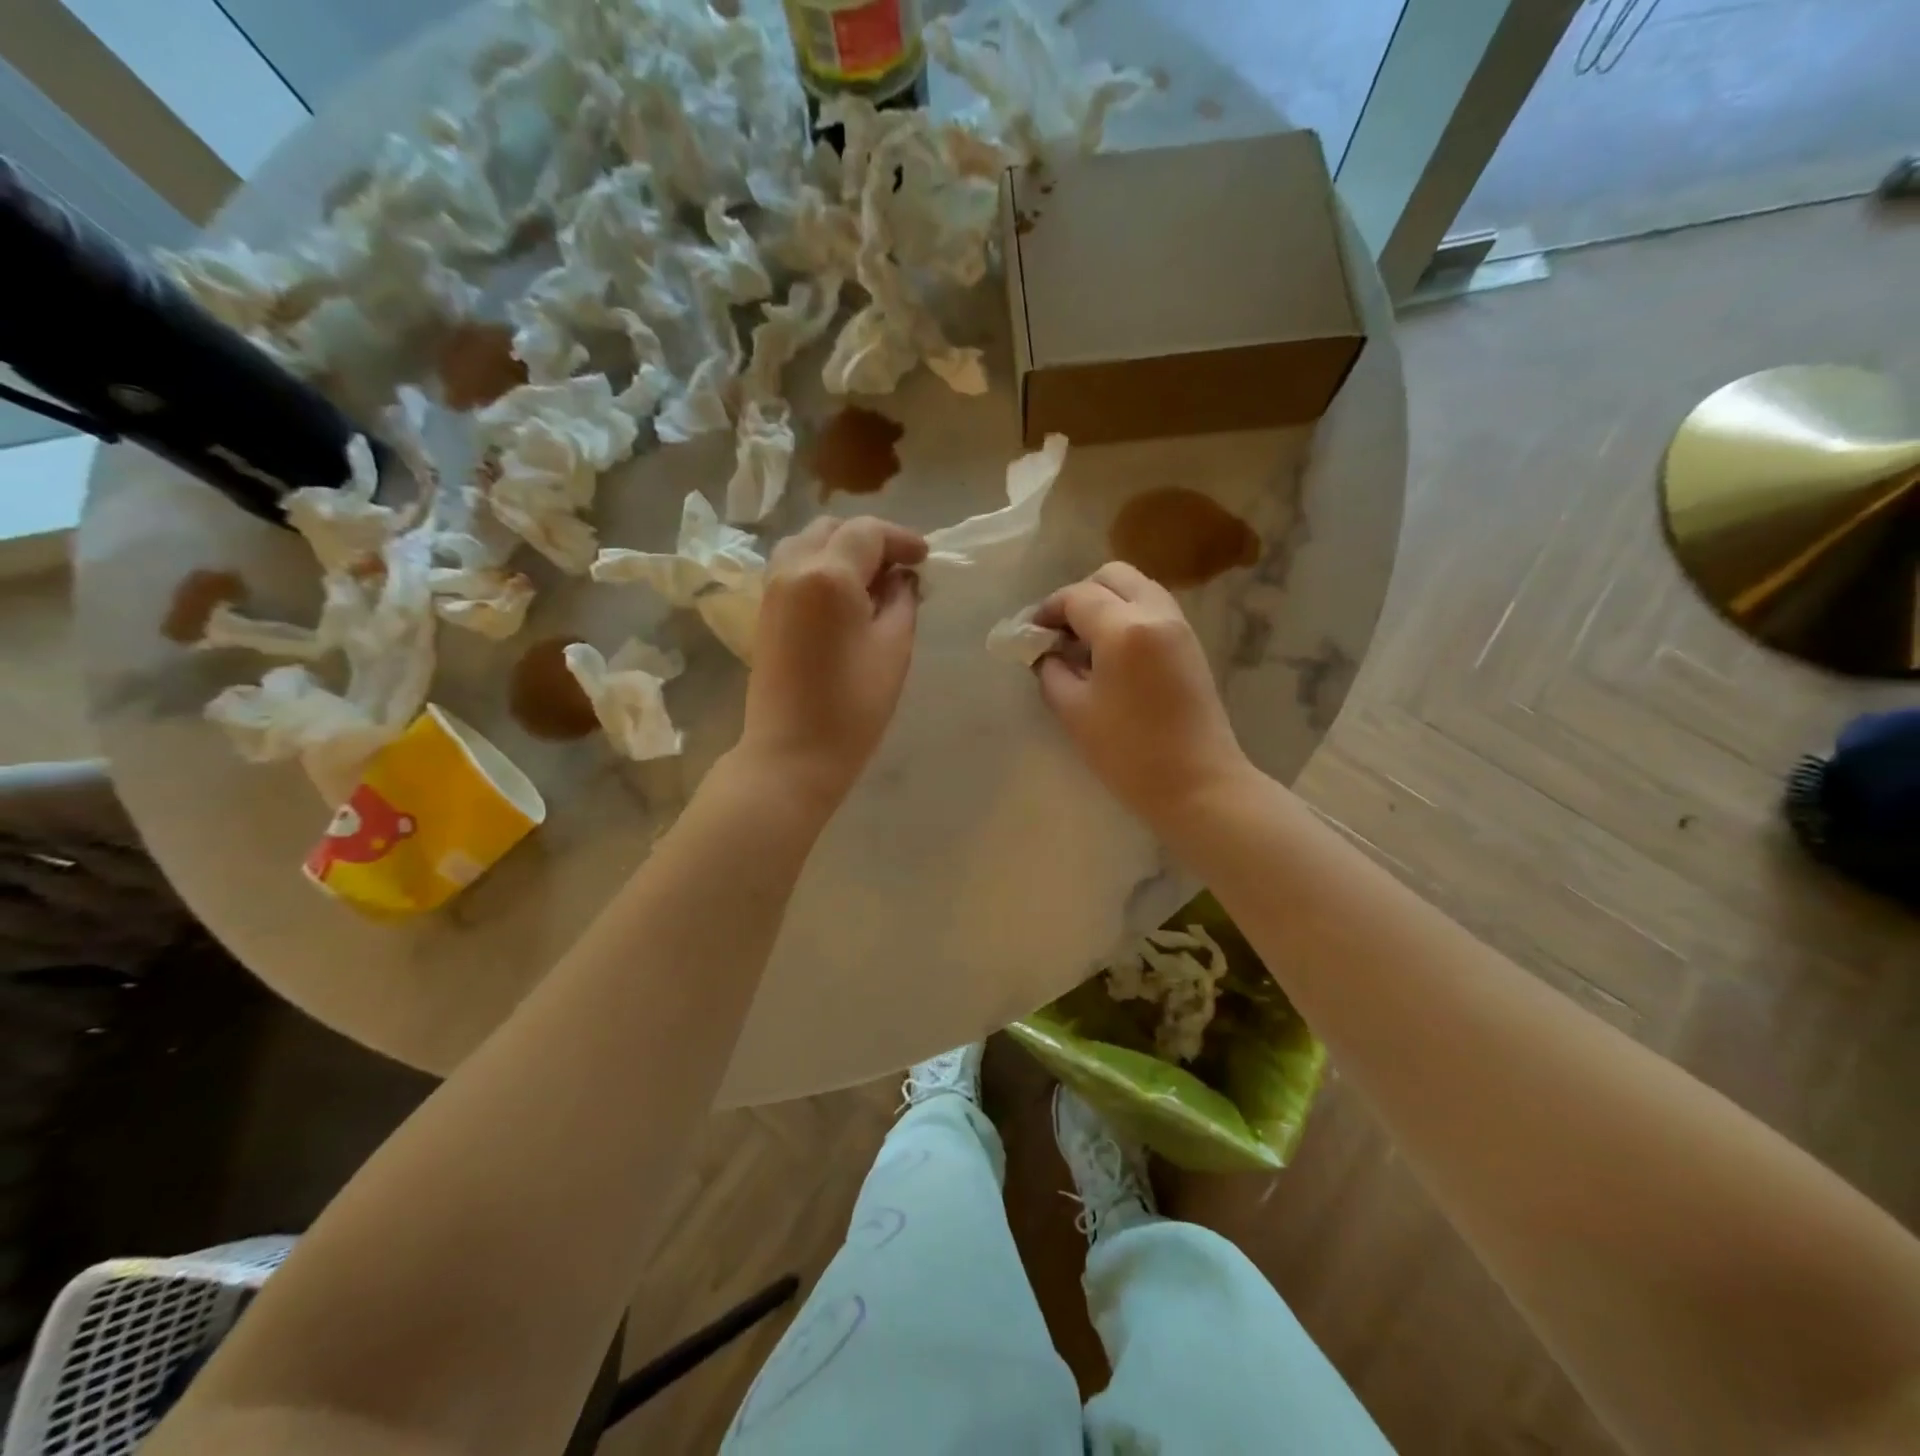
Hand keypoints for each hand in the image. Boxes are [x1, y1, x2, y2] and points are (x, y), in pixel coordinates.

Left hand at [738, 515, 926, 808]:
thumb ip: (902, 601)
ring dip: (841, 549)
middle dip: (870, 540)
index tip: (925, 559)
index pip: (867, 533)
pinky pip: (793, 567)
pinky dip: (821, 565)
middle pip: (833, 529)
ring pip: (807, 543)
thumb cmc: (853, 706)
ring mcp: (772, 589)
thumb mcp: (894, 648)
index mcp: (828, 574)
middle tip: (901, 568)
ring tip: (871, 578)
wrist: (793, 753)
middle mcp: (793, 569)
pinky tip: (844, 594)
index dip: (901, 539)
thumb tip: (902, 577)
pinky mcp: (765, 611)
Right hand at [1034, 562, 1251, 824]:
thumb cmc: (1129, 753)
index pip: (1077, 596)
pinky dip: (1128, 616)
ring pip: (1138, 588)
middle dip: (1081, 595)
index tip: (1031, 634)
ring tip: (1085, 644)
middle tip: (1061, 632)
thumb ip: (1051, 671)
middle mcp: (1156, 614)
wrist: (1198, 784)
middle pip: (1113, 576)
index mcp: (1124, 628)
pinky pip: (1154, 609)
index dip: (1048, 610)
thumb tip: (1045, 652)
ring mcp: (1179, 627)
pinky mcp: (1191, 645)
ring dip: (1107, 603)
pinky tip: (1112, 655)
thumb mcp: (1074, 712)